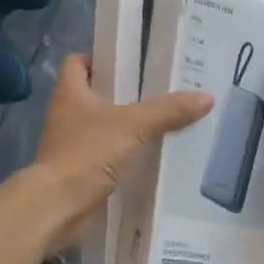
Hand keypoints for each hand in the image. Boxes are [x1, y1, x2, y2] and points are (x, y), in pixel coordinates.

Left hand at [31, 53, 212, 243]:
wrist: (57, 206)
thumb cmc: (87, 153)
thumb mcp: (134, 125)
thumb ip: (168, 111)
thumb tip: (206, 97)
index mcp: (70, 92)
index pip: (76, 62)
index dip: (97, 57)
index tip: (128, 60)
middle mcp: (65, 114)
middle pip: (92, 94)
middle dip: (121, 92)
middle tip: (156, 90)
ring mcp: (68, 144)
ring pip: (98, 126)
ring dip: (122, 125)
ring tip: (159, 122)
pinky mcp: (76, 171)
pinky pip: (101, 155)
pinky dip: (120, 154)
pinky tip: (147, 156)